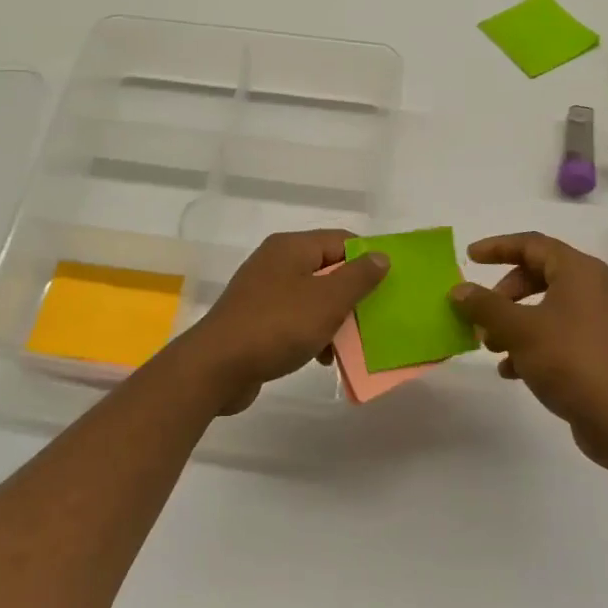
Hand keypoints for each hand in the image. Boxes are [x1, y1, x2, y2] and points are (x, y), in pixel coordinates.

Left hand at [179, 230, 389, 414]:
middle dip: (353, 294)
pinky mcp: (256, 318)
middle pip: (327, 269)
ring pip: (312, 297)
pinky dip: (312, 333)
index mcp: (291, 247)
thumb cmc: (277, 326)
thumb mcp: (327, 301)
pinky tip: (322, 358)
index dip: (368, 259)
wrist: (217, 366)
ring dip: (334, 319)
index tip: (389, 287)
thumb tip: (380, 255)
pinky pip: (295, 318)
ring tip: (349, 345)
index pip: (341, 240)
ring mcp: (263, 291)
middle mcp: (276, 262)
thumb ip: (358, 277)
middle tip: (374, 319)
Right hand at [449, 231, 607, 468]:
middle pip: (540, 275)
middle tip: (482, 314)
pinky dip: (535, 343)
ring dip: (515, 322)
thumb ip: (485, 306)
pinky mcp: (606, 350)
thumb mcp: (519, 330)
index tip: (470, 257)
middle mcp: (597, 289)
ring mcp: (605, 321)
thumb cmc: (571, 361)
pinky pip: (563, 334)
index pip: (532, 244)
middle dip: (504, 294)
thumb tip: (459, 290)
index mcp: (580, 272)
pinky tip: (513, 371)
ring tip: (491, 346)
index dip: (498, 247)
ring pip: (549, 308)